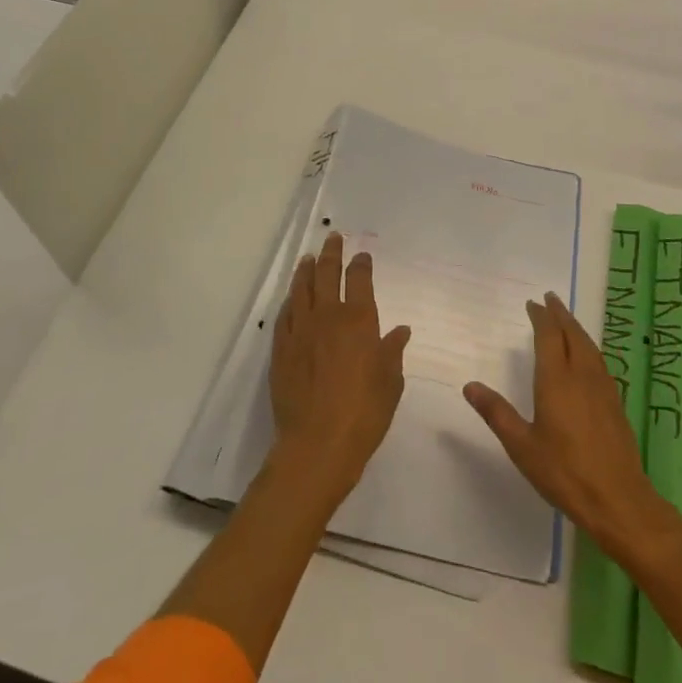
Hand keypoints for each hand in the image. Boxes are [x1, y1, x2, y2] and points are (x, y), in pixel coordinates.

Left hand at [269, 231, 410, 506]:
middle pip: (327, 274)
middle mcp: (328, 316)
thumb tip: (400, 331)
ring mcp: (300, 331)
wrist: (317, 444)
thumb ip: (392, 352)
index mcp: (359, 320)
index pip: (359, 279)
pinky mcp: (281, 349)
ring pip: (302, 289)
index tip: (361, 255)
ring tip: (308, 258)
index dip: (361, 263)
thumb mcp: (391, 383)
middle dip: (332, 253)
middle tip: (332, 238)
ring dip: (306, 271)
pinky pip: (285, 315)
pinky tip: (291, 297)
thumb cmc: (364, 413)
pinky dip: (290, 301)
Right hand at [464, 292, 667, 555]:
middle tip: (550, 299)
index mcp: (557, 380)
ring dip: (575, 328)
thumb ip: (496, 413)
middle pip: (572, 334)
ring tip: (566, 320)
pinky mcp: (615, 403)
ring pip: (589, 346)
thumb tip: (469, 385)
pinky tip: (587, 357)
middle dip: (560, 314)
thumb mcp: (521, 445)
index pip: (549, 336)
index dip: (541, 317)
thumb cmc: (564, 472)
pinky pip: (599, 361)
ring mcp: (603, 388)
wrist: (618, 500)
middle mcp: (582, 375)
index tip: (533, 304)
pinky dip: (588, 346)